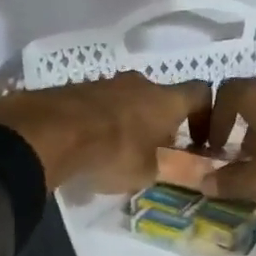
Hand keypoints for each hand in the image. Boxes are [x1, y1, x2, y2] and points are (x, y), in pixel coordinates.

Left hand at [0, 72, 210, 193]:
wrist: (49, 132)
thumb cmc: (112, 153)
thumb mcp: (147, 173)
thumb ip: (164, 166)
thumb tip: (170, 165)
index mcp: (165, 99)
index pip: (201, 93)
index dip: (206, 115)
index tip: (199, 140)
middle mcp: (139, 83)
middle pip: (160, 97)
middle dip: (161, 122)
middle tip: (154, 151)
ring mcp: (105, 82)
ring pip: (128, 99)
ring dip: (129, 121)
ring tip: (117, 151)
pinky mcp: (75, 88)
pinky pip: (98, 104)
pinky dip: (100, 121)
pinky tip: (89, 145)